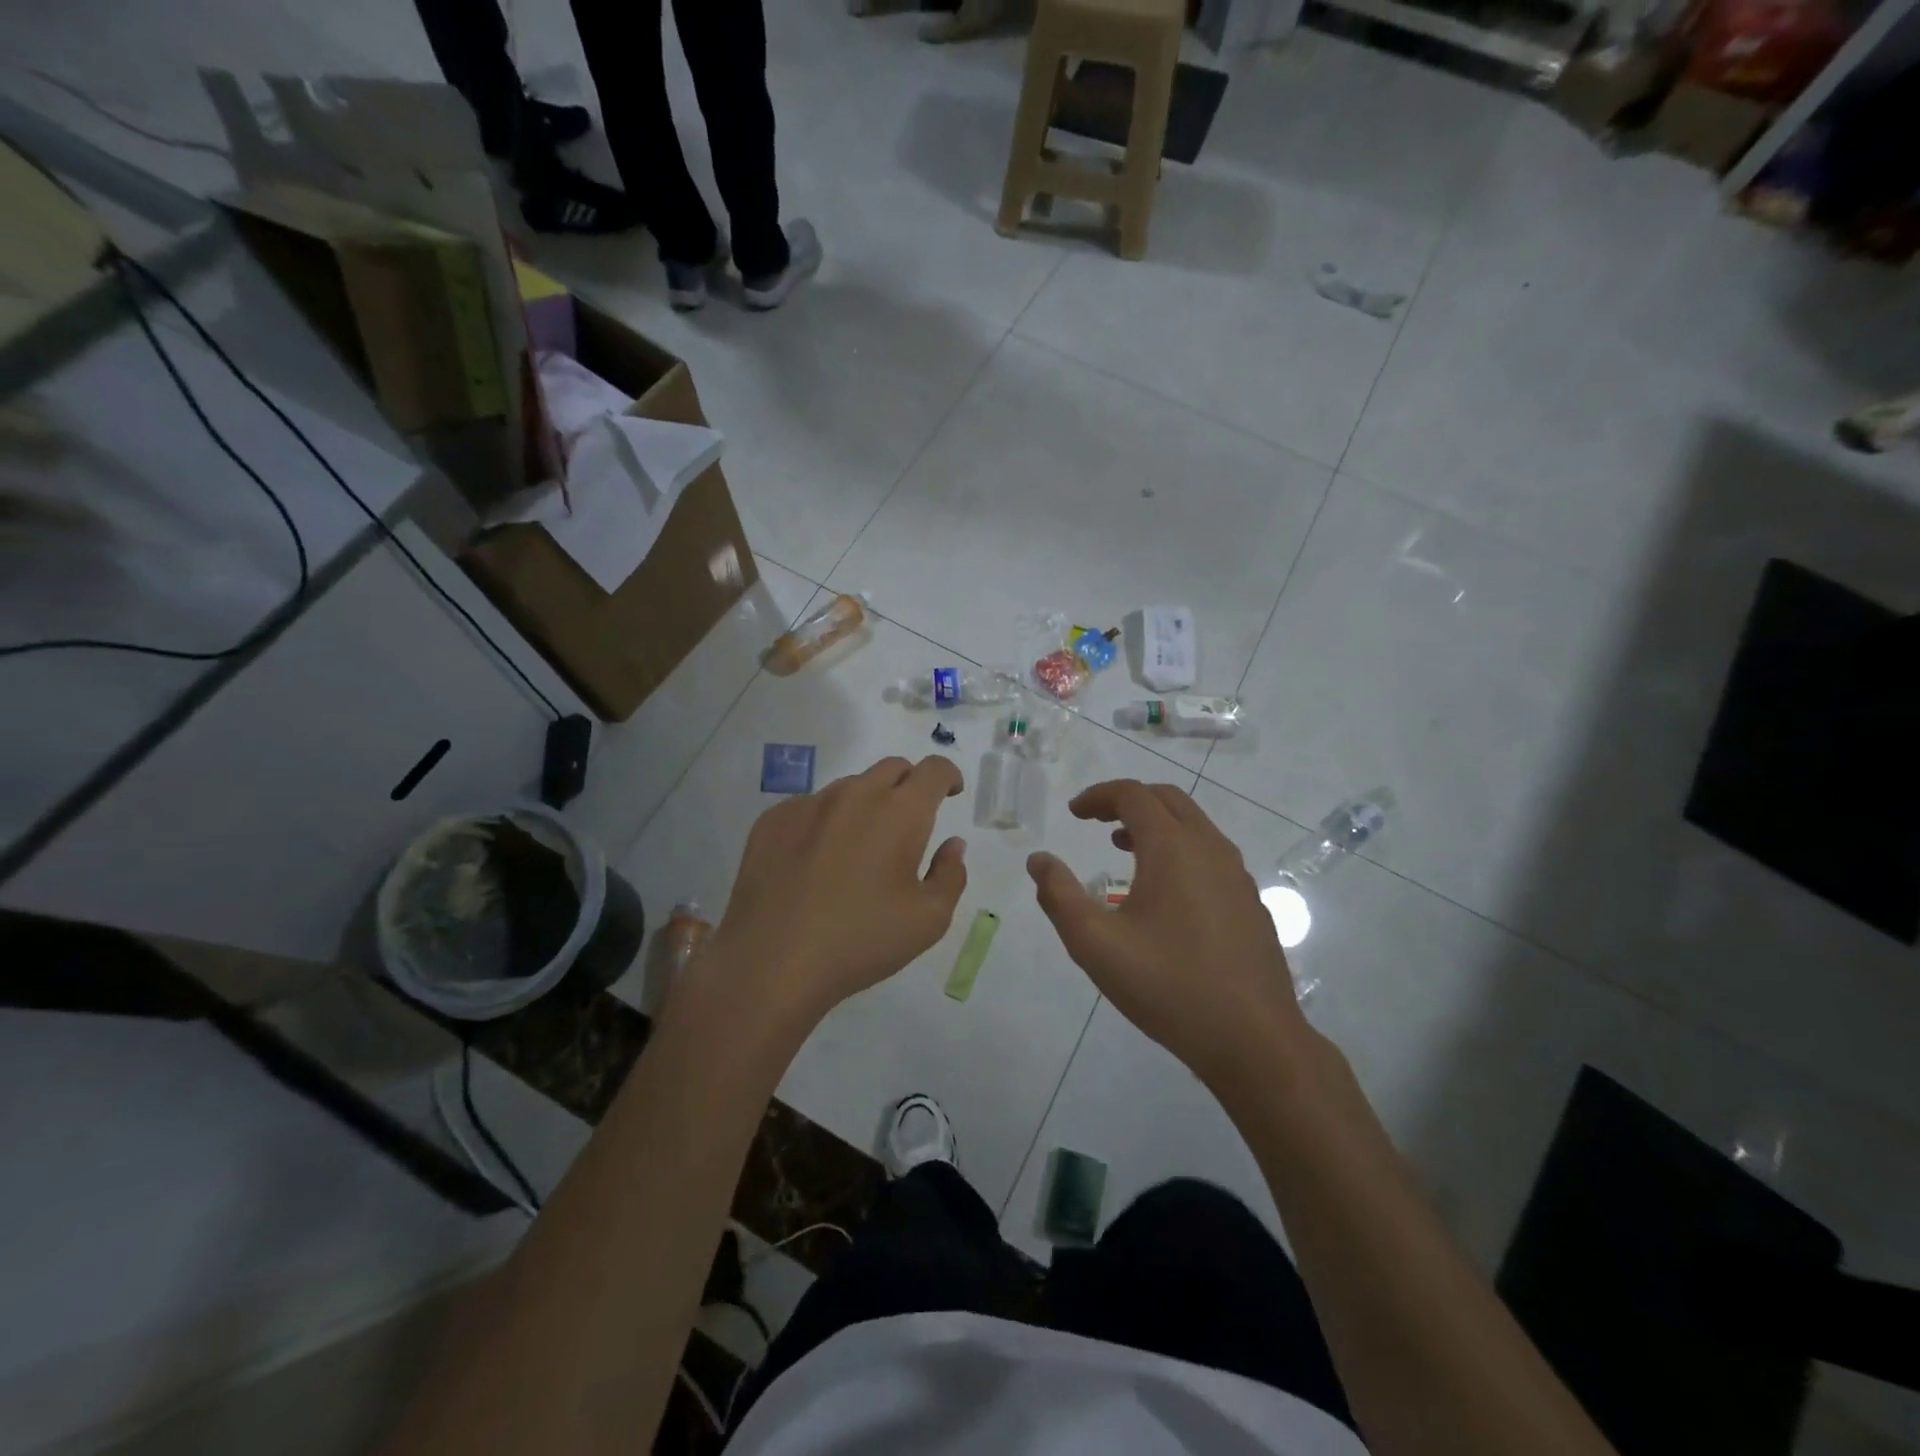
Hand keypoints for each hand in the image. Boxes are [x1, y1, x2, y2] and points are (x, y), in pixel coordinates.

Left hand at [703, 755, 967, 1025]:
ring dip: (866, 804)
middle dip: (910, 785)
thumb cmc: (860, 941)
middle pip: (892, 768)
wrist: (771, 963)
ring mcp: (809, 804)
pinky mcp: (772, 820)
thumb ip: (951, 874)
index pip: (934, 769)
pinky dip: (826, 822)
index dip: (949, 776)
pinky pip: (810, 807)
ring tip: (860, 848)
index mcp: (900, 812)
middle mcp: (855, 795)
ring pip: (850, 787)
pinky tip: (817, 862)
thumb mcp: (928, 920)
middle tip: (909, 823)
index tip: (951, 794)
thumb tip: (952, 845)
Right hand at [1028, 781, 1312, 1089]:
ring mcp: (1237, 876)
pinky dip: (1180, 851)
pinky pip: (1211, 856)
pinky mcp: (1251, 903)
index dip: (1098, 796)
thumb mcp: (1095, 944)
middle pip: (1168, 800)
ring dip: (1156, 826)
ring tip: (1123, 849)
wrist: (1253, 1040)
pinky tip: (1165, 894)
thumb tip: (1038, 860)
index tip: (1074, 813)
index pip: (1133, 795)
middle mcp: (1210, 848)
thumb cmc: (1167, 985)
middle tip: (1096, 822)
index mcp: (1173, 847)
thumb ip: (1059, 895)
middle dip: (1128, 802)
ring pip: (1194, 827)